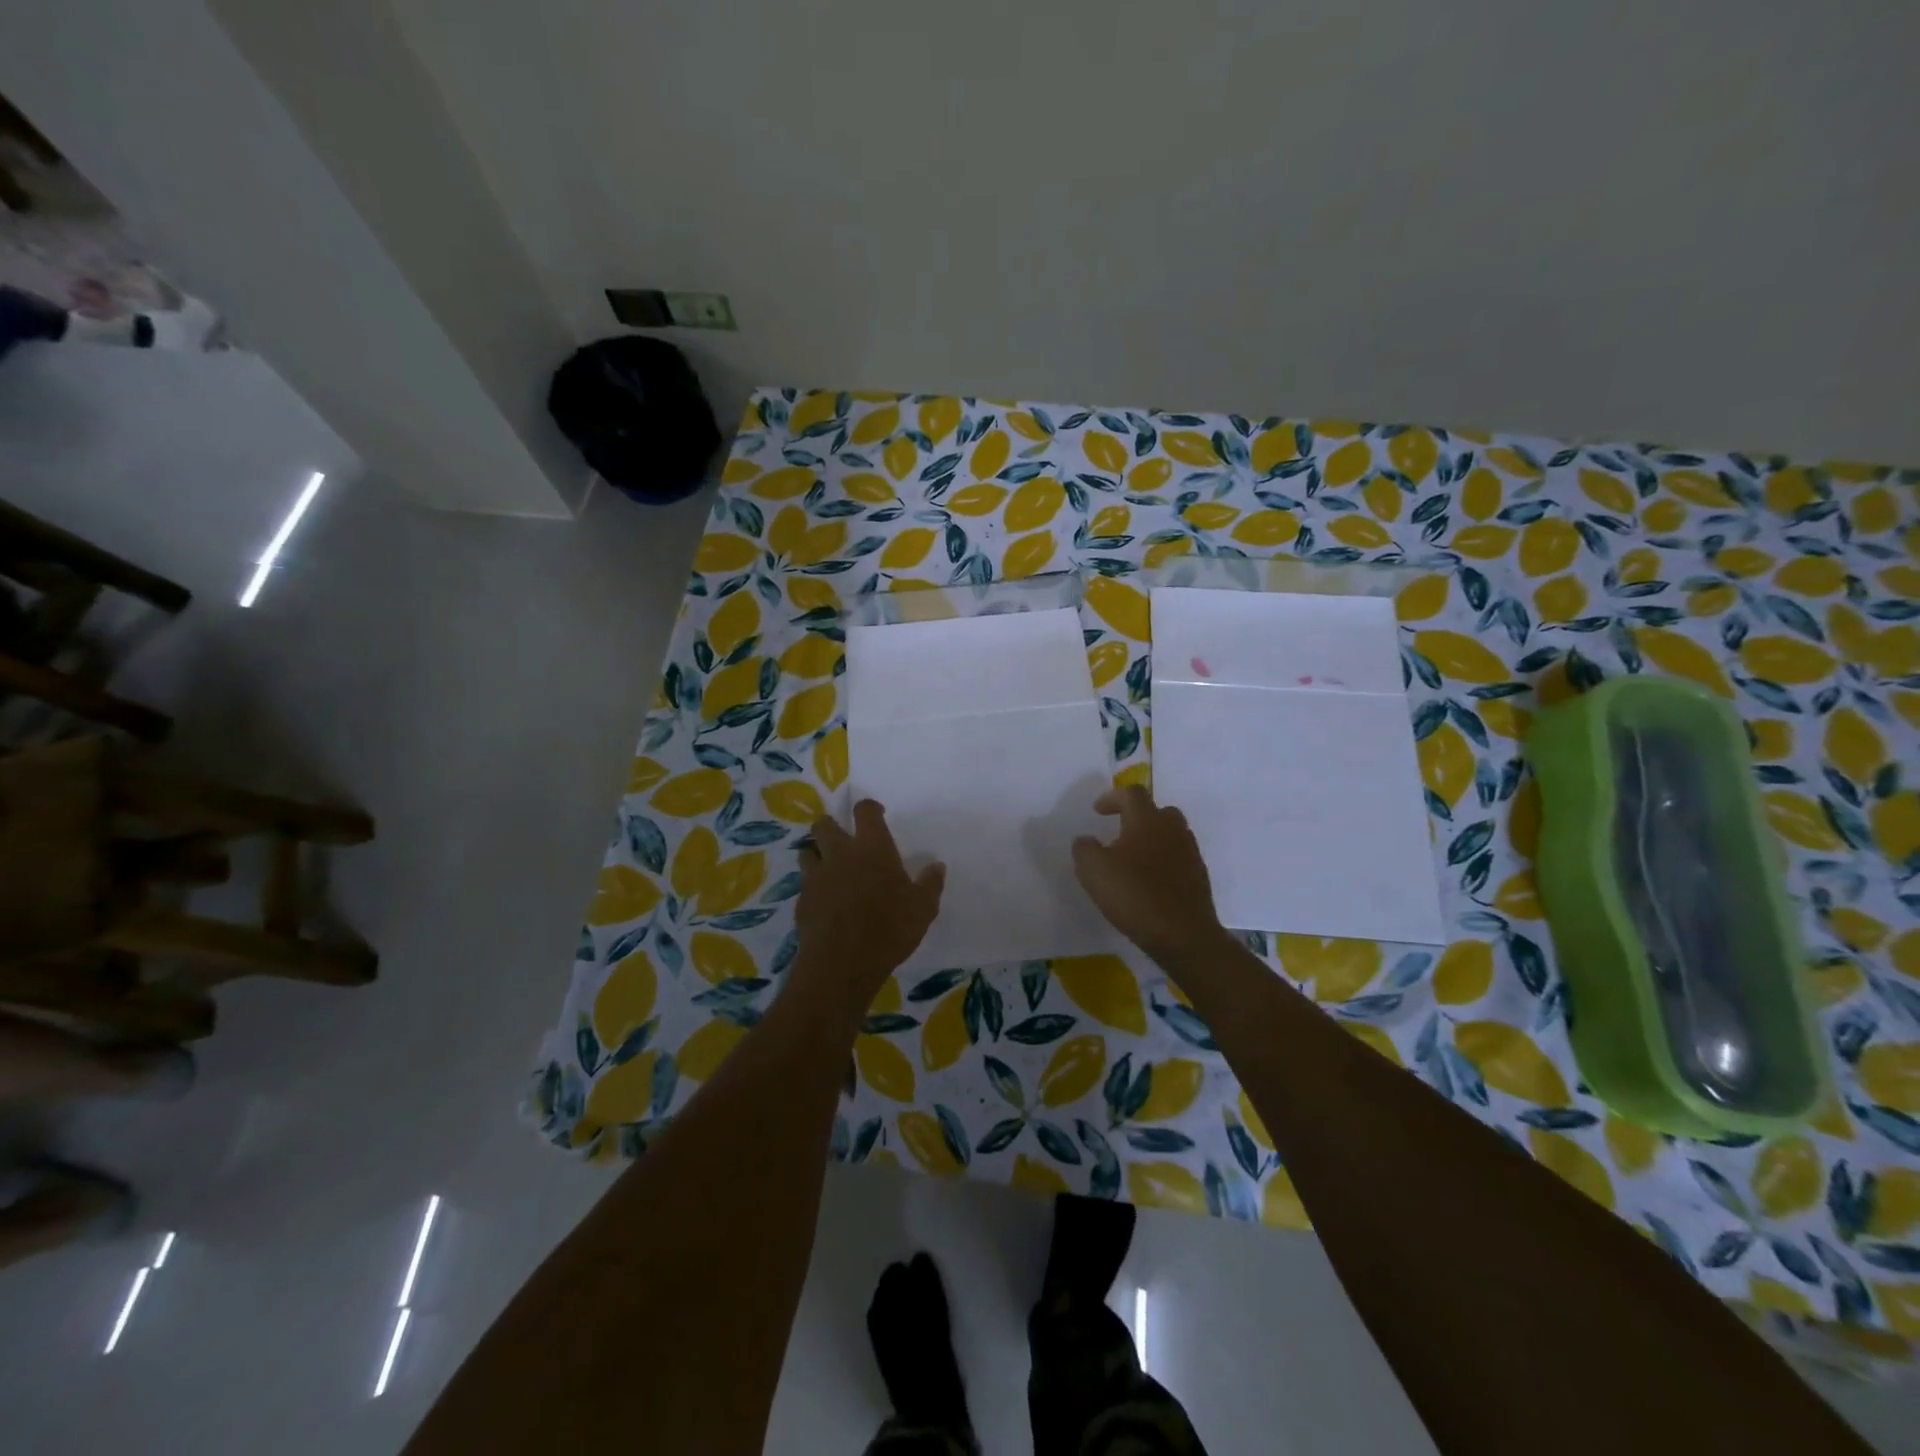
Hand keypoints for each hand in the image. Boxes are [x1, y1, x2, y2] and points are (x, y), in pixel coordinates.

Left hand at [792, 800, 944, 1028]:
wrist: (842, 963)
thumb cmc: (889, 929)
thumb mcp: (922, 909)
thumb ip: (930, 884)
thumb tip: (937, 866)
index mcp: (872, 848)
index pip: (865, 811)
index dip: (869, 807)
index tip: (876, 814)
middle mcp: (840, 854)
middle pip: (824, 824)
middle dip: (832, 826)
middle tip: (845, 840)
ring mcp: (817, 876)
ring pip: (807, 850)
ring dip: (817, 853)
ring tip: (829, 866)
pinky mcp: (802, 899)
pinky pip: (805, 882)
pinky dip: (812, 885)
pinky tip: (824, 900)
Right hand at [1072, 786, 1226, 965]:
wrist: (1184, 935)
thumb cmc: (1135, 895)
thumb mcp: (1093, 871)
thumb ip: (1084, 849)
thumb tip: (1085, 840)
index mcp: (1147, 820)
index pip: (1131, 793)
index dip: (1112, 797)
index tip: (1097, 811)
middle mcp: (1172, 829)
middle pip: (1157, 811)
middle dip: (1137, 817)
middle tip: (1119, 832)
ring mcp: (1190, 852)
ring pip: (1170, 834)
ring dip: (1151, 840)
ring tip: (1132, 860)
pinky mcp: (1198, 876)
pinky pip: (1178, 858)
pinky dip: (1163, 862)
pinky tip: (1149, 882)